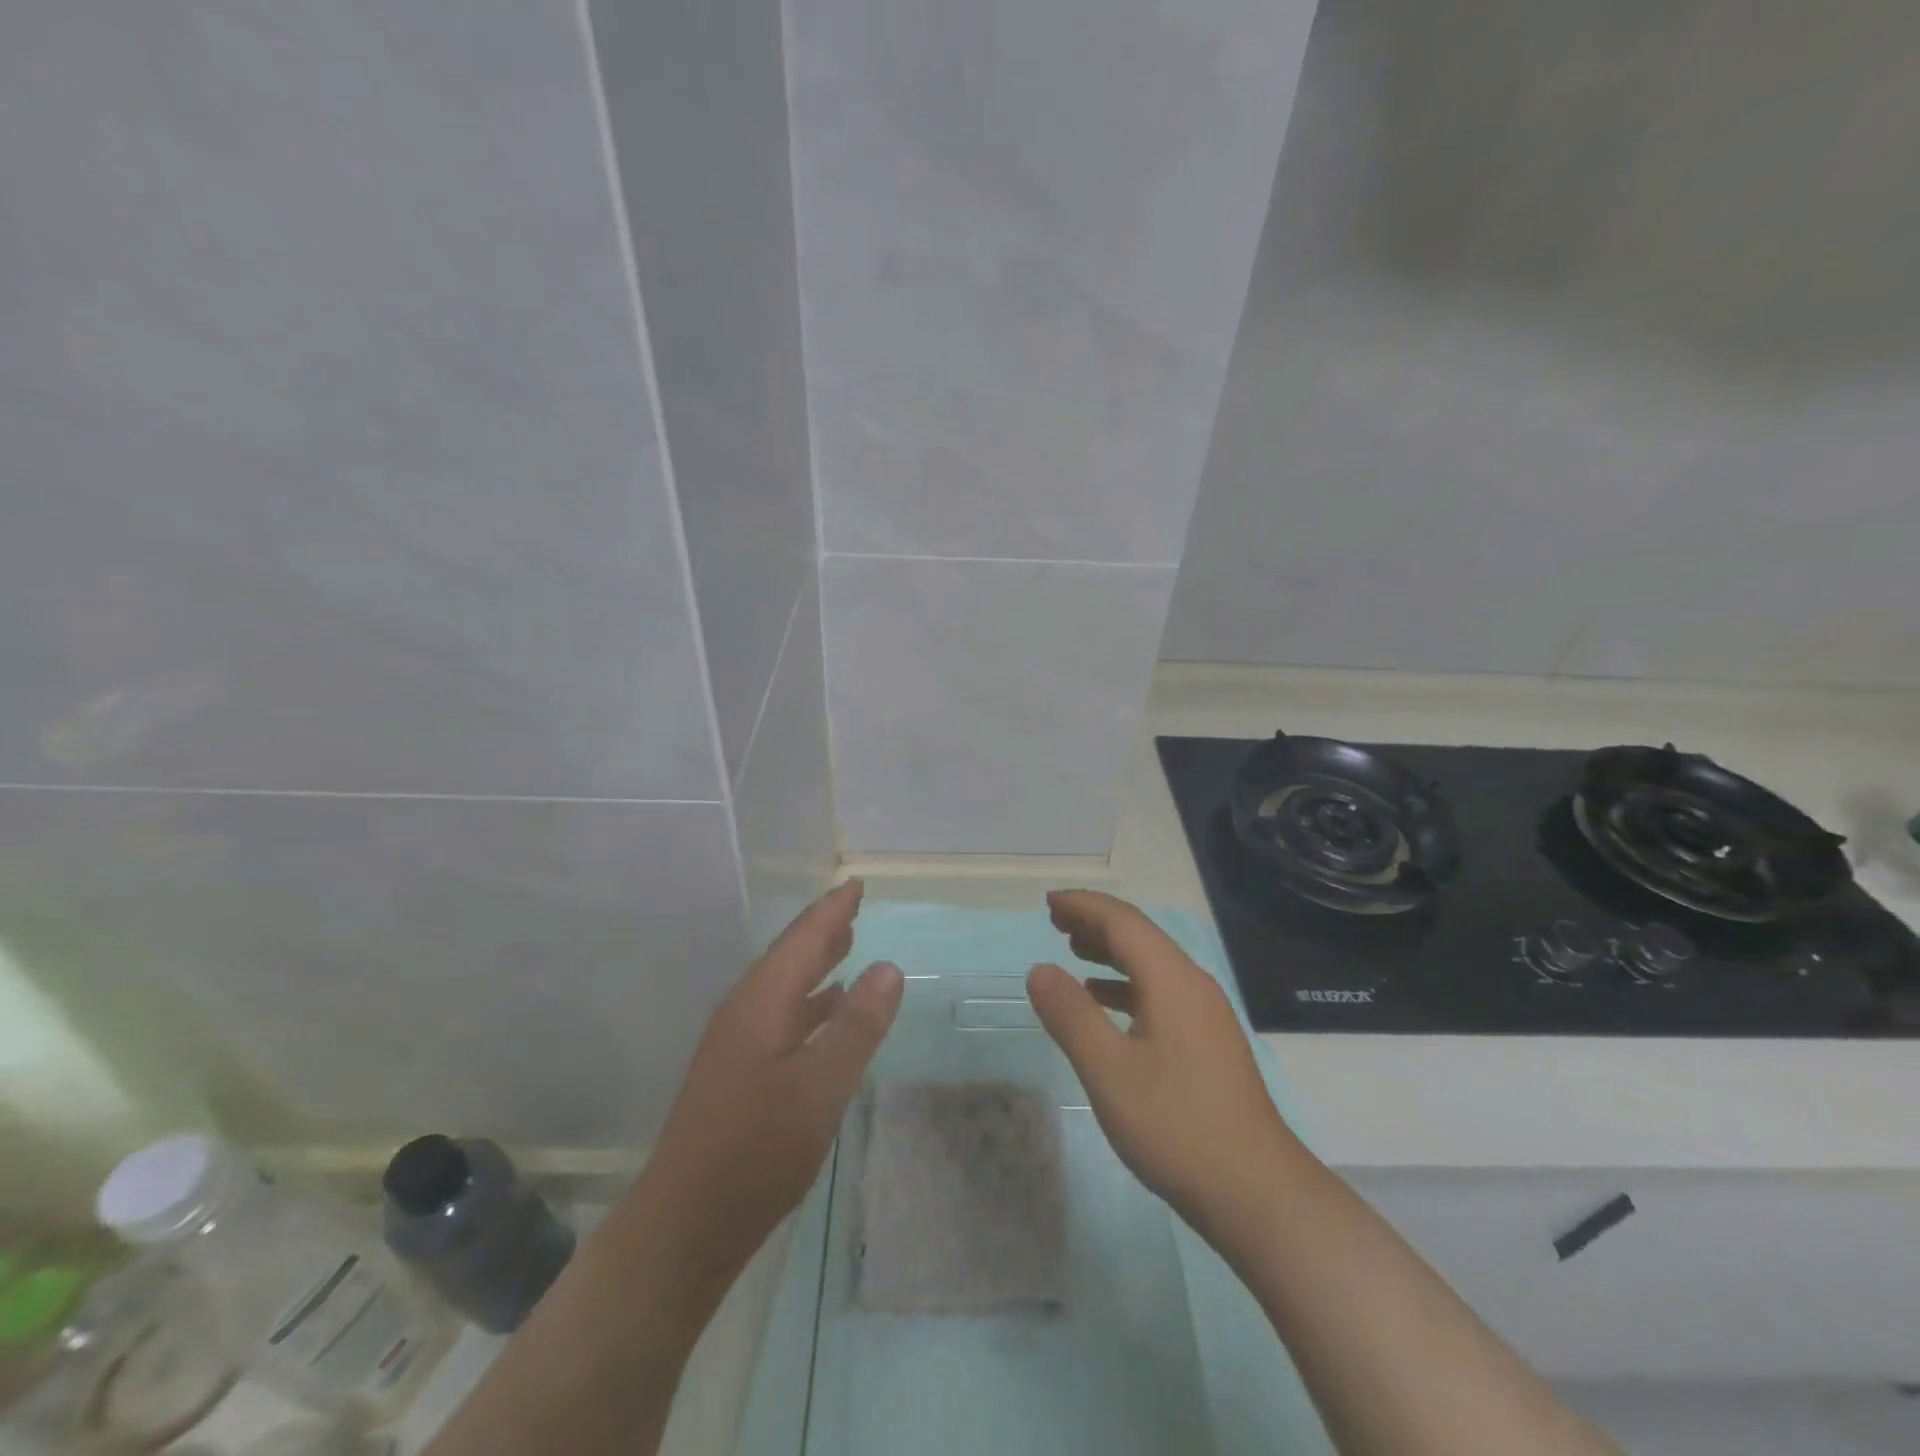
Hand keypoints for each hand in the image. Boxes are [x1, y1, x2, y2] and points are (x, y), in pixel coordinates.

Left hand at [631, 880, 902, 1309]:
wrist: (685, 1224)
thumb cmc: (757, 1150)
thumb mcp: (821, 1087)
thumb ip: (857, 1025)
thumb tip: (889, 967)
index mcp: (762, 1002)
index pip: (803, 939)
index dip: (833, 910)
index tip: (856, 884)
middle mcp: (745, 1009)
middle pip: (789, 955)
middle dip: (823, 928)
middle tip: (854, 904)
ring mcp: (736, 1041)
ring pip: (783, 984)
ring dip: (815, 961)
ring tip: (847, 942)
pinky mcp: (736, 1069)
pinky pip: (780, 1013)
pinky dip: (809, 1000)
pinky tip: (825, 1010)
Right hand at [1027, 889, 1293, 1245]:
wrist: (1257, 1193)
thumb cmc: (1177, 1126)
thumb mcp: (1109, 1071)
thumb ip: (1071, 1015)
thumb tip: (1039, 970)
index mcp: (1172, 980)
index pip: (1123, 922)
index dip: (1084, 906)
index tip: (1048, 902)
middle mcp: (1193, 985)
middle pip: (1140, 937)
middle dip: (1096, 923)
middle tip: (1054, 922)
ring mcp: (1205, 1015)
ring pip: (1151, 965)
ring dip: (1111, 953)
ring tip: (1073, 952)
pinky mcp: (1208, 1042)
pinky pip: (1160, 993)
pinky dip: (1126, 986)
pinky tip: (1105, 1004)